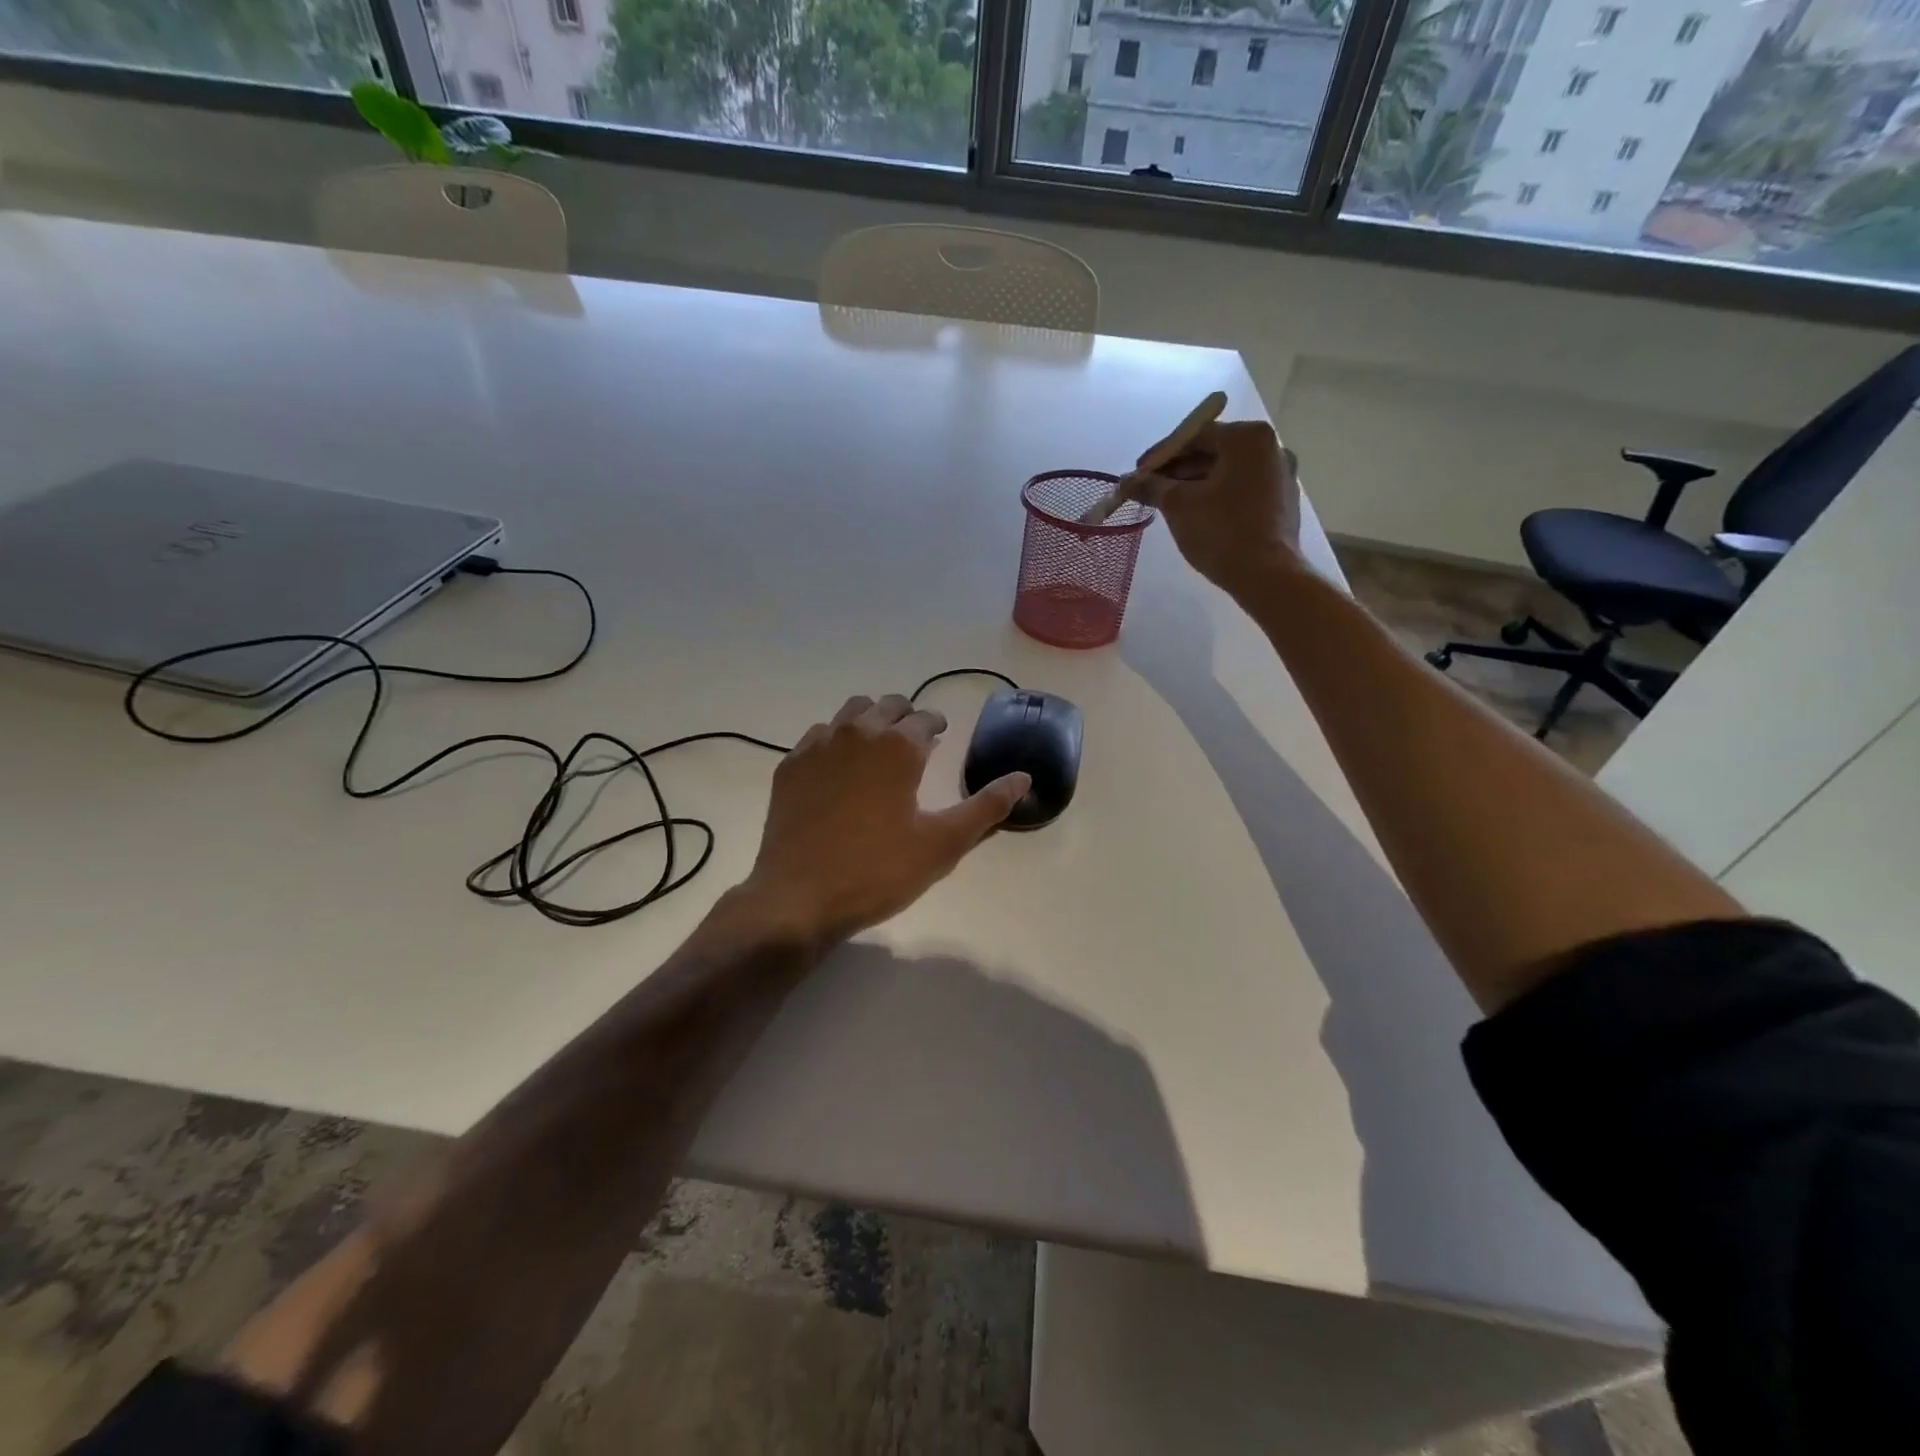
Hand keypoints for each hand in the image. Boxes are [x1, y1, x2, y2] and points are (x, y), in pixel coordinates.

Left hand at [740, 694, 1030, 948]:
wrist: (799, 898)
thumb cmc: (878, 871)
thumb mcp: (942, 844)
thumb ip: (986, 807)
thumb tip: (1023, 777)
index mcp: (898, 746)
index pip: (925, 717)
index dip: (937, 724)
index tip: (941, 735)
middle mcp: (857, 733)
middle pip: (886, 705)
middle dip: (905, 716)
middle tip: (914, 740)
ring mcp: (817, 747)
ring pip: (850, 713)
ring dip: (870, 720)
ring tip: (878, 748)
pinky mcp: (789, 766)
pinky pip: (817, 735)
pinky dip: (835, 739)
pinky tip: (839, 768)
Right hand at [1118, 420, 1302, 594]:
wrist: (1267, 576)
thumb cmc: (1221, 531)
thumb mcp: (1178, 505)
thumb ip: (1151, 486)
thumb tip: (1126, 480)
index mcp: (1248, 438)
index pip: (1195, 436)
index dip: (1160, 455)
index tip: (1137, 473)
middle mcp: (1271, 448)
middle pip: (1212, 452)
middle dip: (1178, 471)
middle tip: (1149, 491)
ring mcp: (1281, 475)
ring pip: (1227, 473)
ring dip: (1195, 485)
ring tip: (1168, 505)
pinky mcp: (1282, 502)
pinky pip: (1241, 490)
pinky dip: (1217, 497)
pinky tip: (1197, 516)